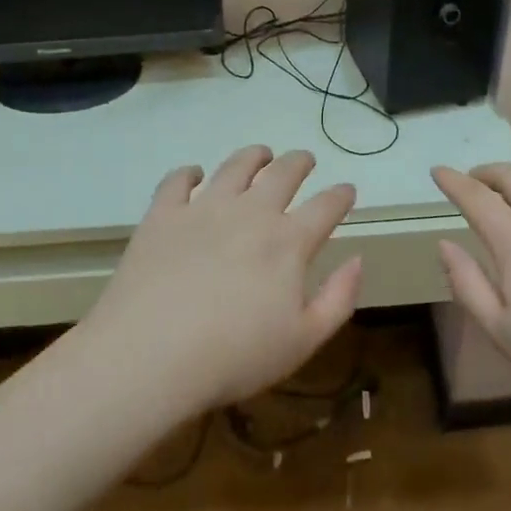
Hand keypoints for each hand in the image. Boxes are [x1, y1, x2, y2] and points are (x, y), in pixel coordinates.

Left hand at [82, 146, 362, 414]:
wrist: (152, 355)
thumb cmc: (235, 356)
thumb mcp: (303, 340)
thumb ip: (338, 298)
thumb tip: (358, 259)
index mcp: (288, 242)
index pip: (326, 206)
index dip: (341, 195)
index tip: (347, 190)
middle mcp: (250, 212)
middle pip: (283, 173)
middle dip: (300, 162)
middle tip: (305, 160)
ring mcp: (204, 208)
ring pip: (235, 166)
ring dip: (254, 156)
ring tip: (260, 154)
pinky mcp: (163, 214)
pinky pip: (178, 180)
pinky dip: (189, 173)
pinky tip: (194, 175)